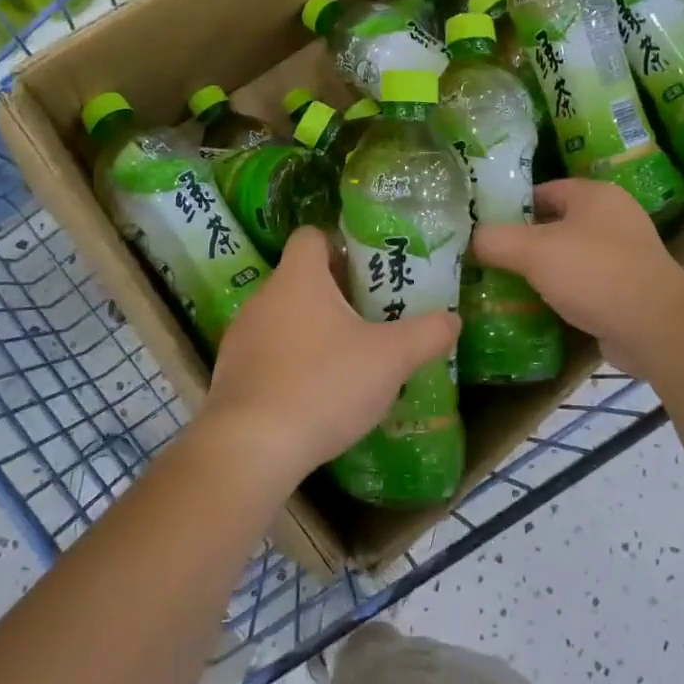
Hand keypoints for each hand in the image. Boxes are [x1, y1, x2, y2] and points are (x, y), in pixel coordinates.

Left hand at [202, 227, 459, 485]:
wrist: (251, 448)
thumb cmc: (324, 384)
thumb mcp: (391, 359)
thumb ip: (427, 334)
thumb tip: (452, 319)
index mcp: (298, 278)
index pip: (312, 235)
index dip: (340, 244)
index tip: (369, 268)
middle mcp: (264, 298)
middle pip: (302, 278)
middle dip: (337, 293)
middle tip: (373, 315)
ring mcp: (242, 337)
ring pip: (285, 317)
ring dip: (314, 330)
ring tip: (348, 357)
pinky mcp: (231, 375)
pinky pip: (268, 354)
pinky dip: (292, 363)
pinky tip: (316, 393)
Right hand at [472, 178, 683, 377]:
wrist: (656, 327)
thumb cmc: (594, 274)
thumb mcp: (533, 251)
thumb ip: (495, 240)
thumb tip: (471, 238)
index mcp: (595, 194)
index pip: (543, 190)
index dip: (511, 206)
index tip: (483, 228)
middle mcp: (614, 217)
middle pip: (556, 223)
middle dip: (523, 242)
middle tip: (489, 259)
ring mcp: (626, 254)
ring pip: (570, 255)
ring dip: (543, 270)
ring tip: (507, 285)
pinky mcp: (629, 288)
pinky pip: (585, 283)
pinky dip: (563, 292)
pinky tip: (539, 308)